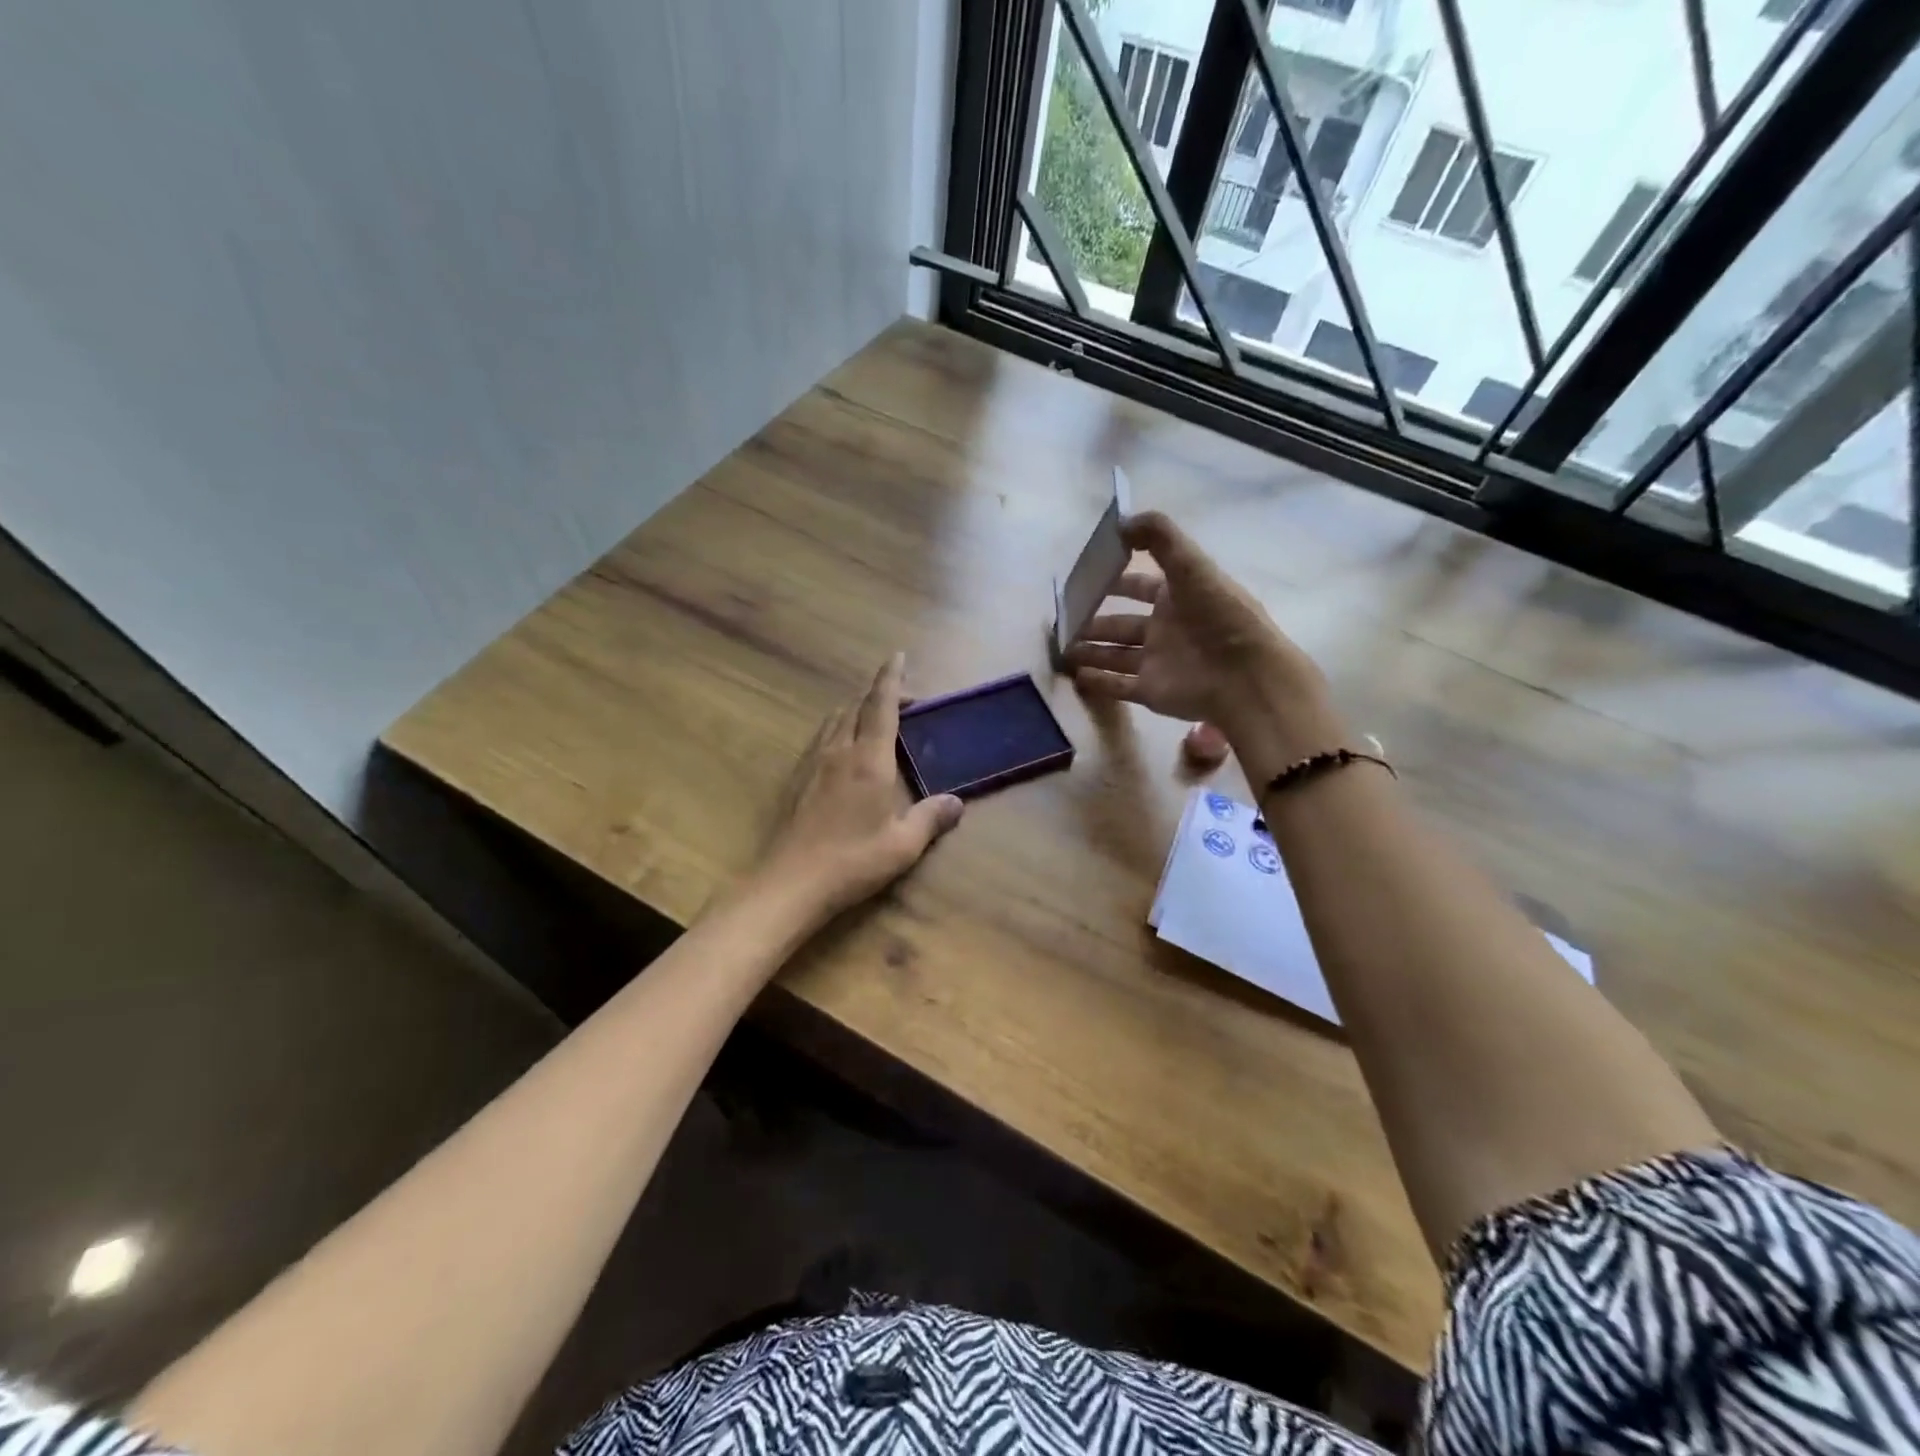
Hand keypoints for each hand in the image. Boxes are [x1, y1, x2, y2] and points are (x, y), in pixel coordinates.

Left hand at [756, 653, 964, 920]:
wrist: (791, 882)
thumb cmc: (853, 861)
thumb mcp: (903, 845)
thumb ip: (930, 818)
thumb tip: (957, 803)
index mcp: (869, 760)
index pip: (881, 705)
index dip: (890, 679)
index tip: (896, 655)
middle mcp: (839, 751)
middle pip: (856, 706)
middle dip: (878, 694)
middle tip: (902, 700)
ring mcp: (812, 763)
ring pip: (834, 719)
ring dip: (855, 709)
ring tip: (873, 718)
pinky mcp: (796, 778)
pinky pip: (820, 738)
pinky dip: (838, 728)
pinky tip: (843, 749)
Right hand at [1064, 511, 1319, 736]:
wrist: (1245, 677)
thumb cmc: (1220, 616)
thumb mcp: (1192, 565)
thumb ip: (1159, 538)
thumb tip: (1120, 521)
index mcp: (1177, 597)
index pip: (1139, 586)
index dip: (1114, 580)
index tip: (1083, 578)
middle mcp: (1165, 629)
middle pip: (1120, 624)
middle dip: (1092, 621)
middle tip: (1061, 620)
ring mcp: (1157, 662)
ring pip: (1114, 655)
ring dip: (1088, 651)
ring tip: (1059, 649)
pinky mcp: (1151, 691)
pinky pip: (1117, 686)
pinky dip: (1096, 681)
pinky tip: (1073, 675)